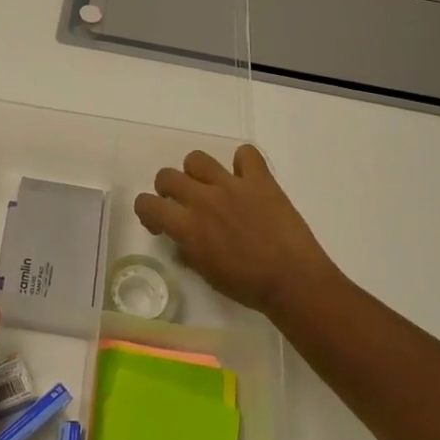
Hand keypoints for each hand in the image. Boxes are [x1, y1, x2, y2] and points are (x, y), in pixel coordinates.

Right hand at [133, 145, 338, 318]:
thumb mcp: (206, 274)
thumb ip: (188, 251)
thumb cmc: (247, 286)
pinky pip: (245, 154)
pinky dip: (243, 163)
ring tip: (211, 187)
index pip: (146, 203)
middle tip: (184, 204)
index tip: (161, 224)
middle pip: (166, 175)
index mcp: (186, 226)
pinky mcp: (260, 180)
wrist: (293, 280)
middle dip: (168, 189)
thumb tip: (182, 241)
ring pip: (197, 159)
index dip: (148, 212)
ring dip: (198, 173)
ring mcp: (231, 185)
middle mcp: (202, 199)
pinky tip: (246, 179)